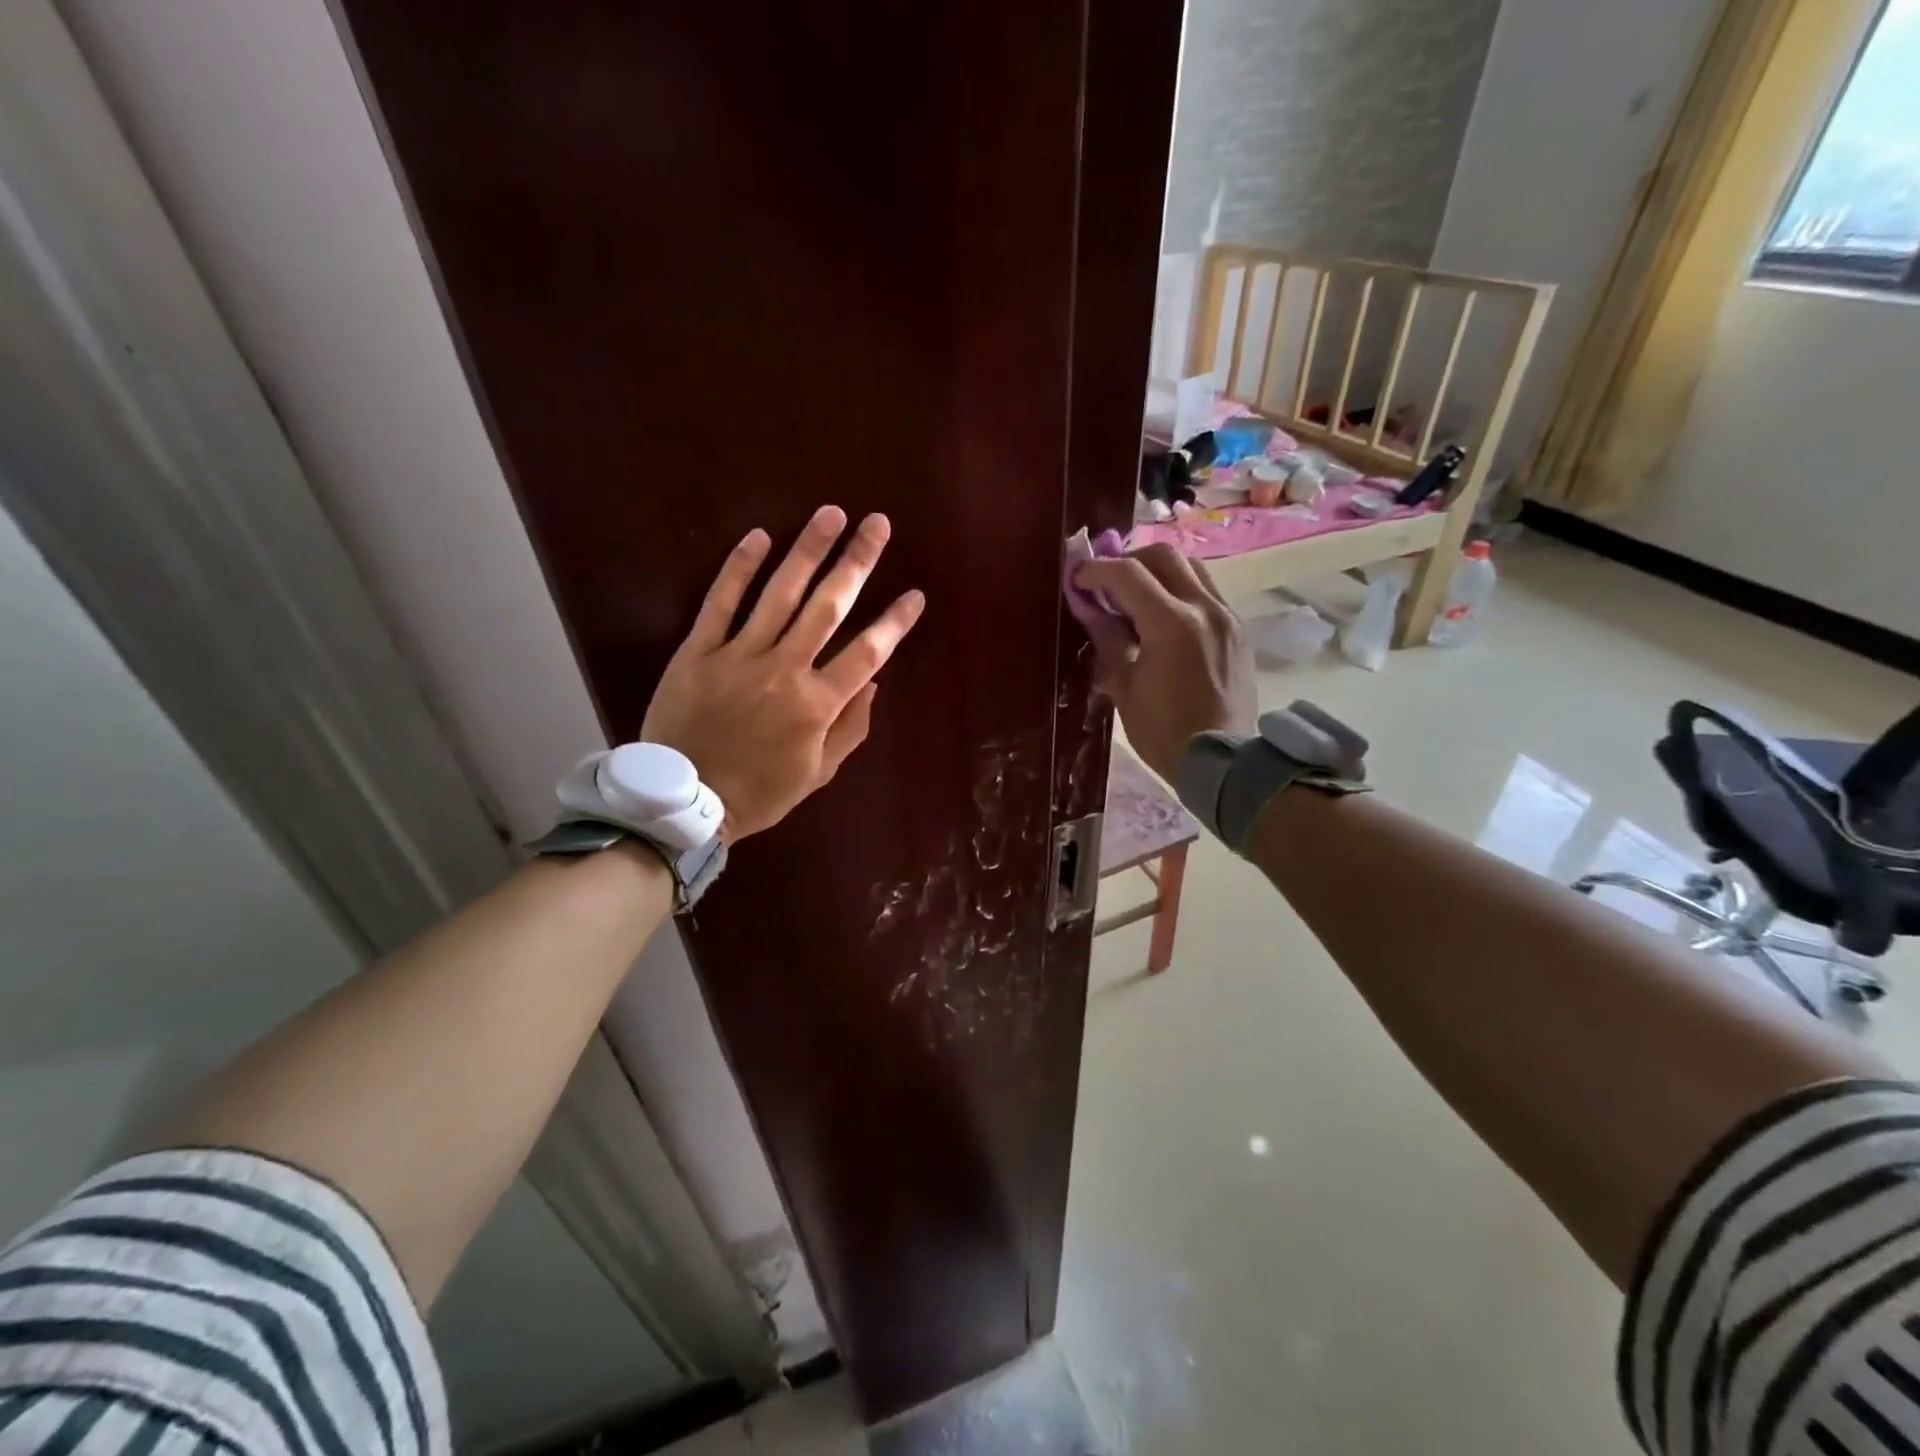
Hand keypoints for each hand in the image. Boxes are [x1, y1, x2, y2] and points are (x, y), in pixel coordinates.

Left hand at [643, 506, 925, 840]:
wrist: (685, 802)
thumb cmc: (760, 792)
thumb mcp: (818, 772)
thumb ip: (850, 727)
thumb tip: (874, 683)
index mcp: (817, 704)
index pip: (867, 652)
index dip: (895, 621)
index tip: (915, 594)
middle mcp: (784, 670)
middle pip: (828, 607)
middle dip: (857, 562)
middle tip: (877, 524)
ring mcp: (738, 656)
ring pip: (779, 594)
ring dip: (808, 551)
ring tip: (830, 514)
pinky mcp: (698, 651)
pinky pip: (720, 603)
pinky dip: (739, 568)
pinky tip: (759, 537)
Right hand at [1072, 543, 1255, 780]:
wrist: (1222, 762)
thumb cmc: (1163, 732)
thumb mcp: (1124, 687)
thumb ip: (1108, 638)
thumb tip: (1091, 607)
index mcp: (1172, 624)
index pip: (1128, 574)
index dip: (1097, 570)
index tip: (1078, 578)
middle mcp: (1204, 608)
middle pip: (1164, 556)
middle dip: (1130, 560)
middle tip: (1108, 583)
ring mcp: (1227, 616)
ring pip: (1192, 567)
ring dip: (1159, 571)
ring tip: (1137, 595)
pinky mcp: (1238, 629)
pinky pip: (1207, 591)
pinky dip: (1180, 590)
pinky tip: (1164, 617)